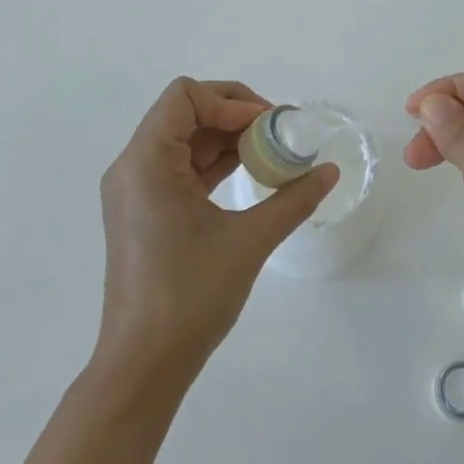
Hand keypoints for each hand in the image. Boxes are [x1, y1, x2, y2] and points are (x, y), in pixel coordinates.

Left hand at [96, 78, 336, 380]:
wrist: (143, 366)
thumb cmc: (190, 295)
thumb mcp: (249, 241)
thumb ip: (293, 199)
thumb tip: (330, 171)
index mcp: (146, 162)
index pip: (185, 96)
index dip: (231, 101)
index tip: (269, 125)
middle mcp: (133, 167)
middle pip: (183, 112)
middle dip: (234, 115)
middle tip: (277, 133)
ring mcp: (135, 191)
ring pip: (183, 139)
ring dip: (226, 138)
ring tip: (270, 153)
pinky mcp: (143, 211)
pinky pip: (179, 167)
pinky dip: (213, 163)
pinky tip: (248, 175)